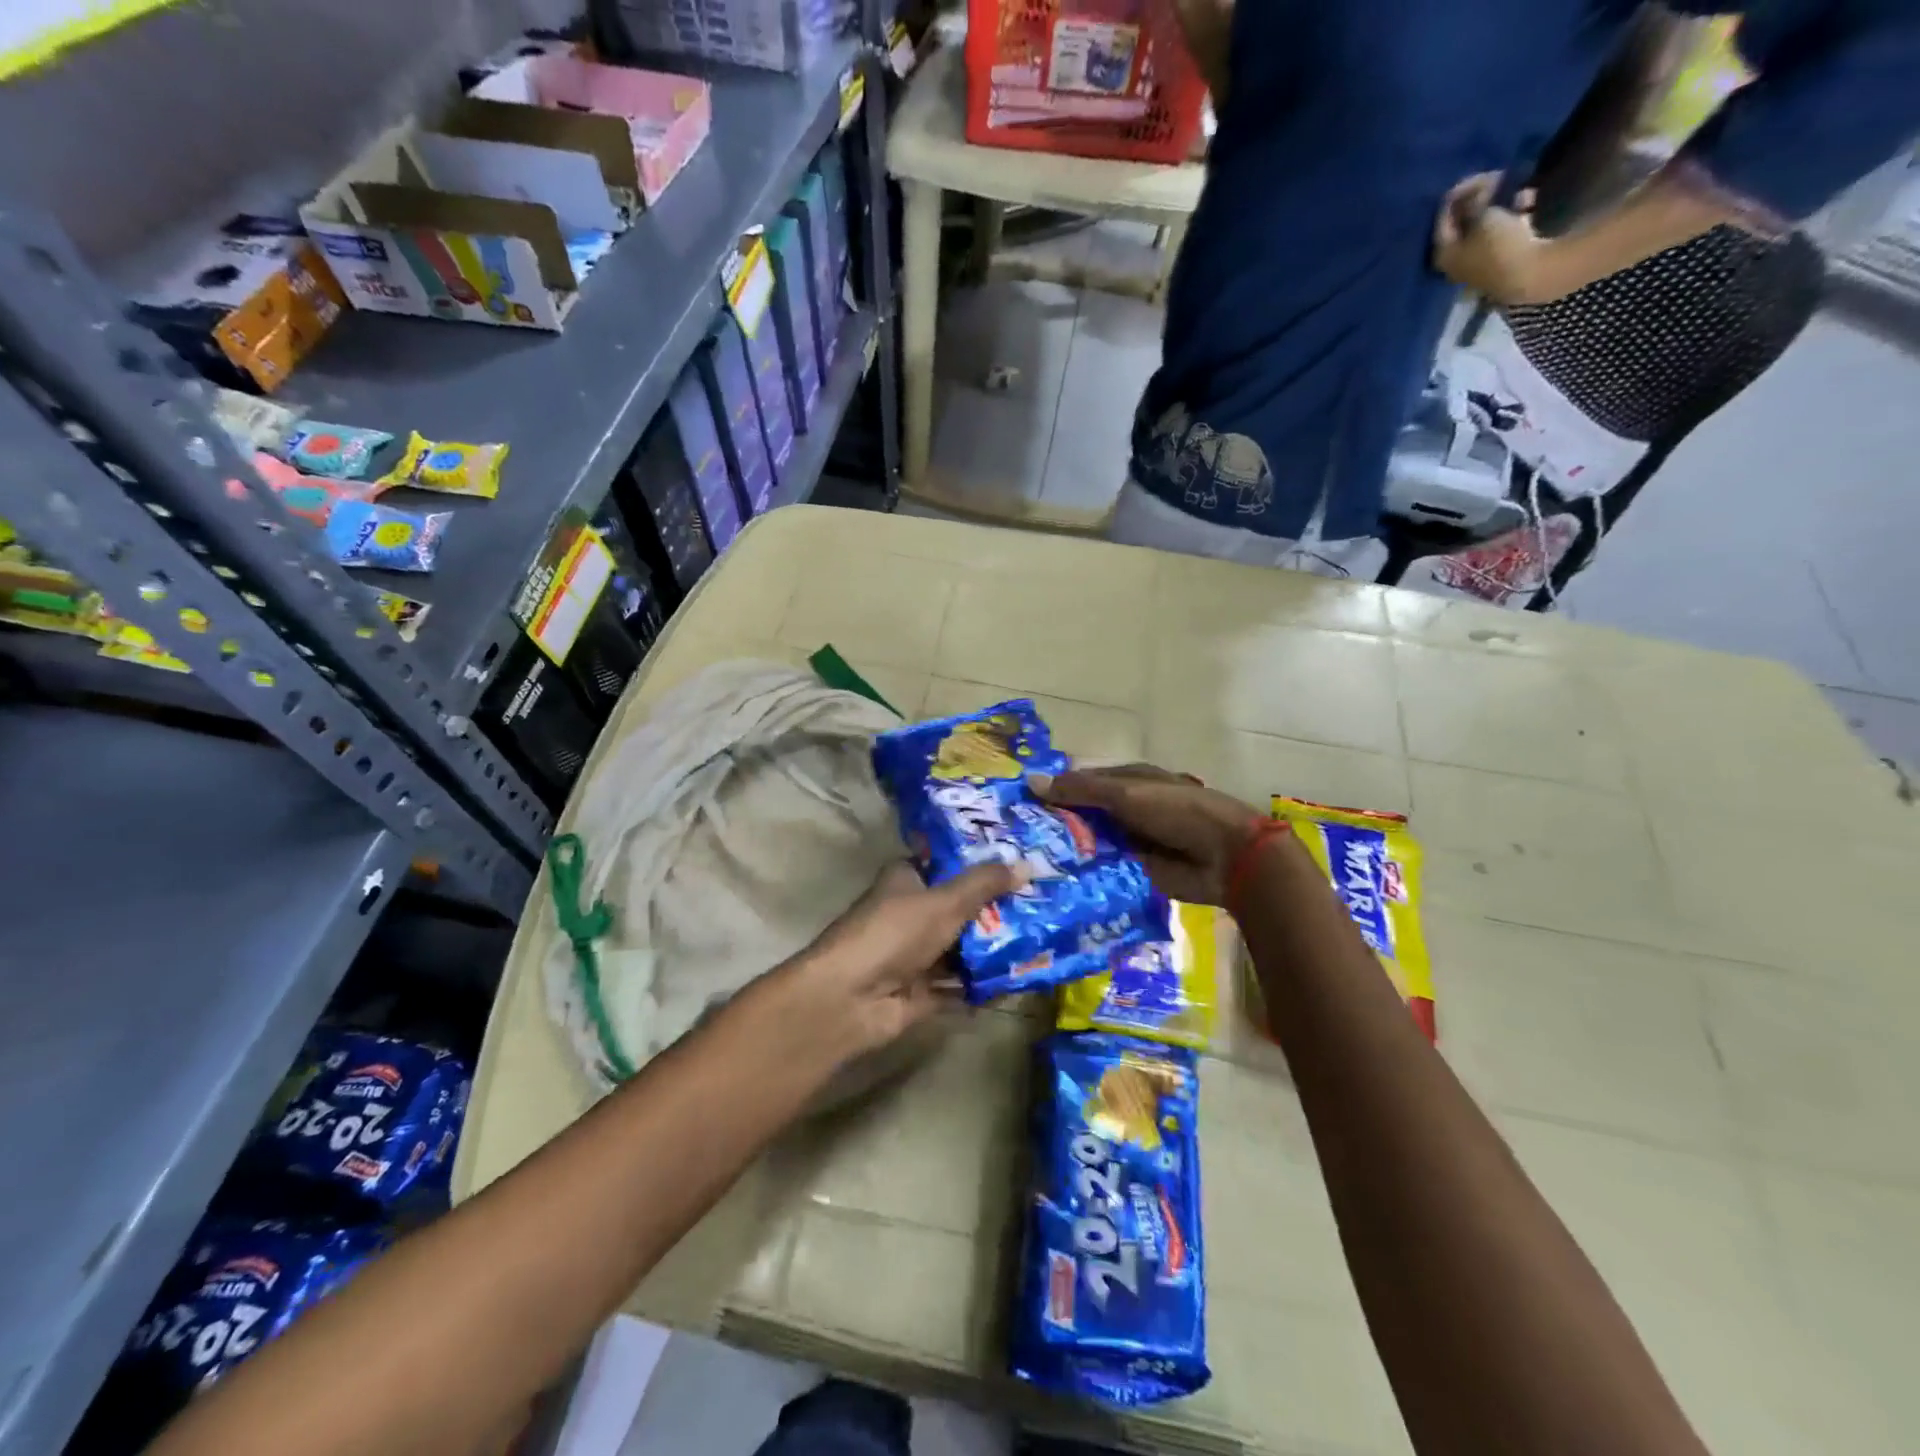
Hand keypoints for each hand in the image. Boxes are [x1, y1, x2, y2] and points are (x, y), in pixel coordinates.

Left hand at [778, 859, 1022, 1059]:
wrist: (851, 999)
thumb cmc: (894, 933)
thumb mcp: (945, 901)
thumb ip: (985, 884)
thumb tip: (1028, 863)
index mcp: (906, 880)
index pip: (946, 864)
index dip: (980, 862)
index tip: (1020, 862)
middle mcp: (909, 914)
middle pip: (958, 907)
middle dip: (996, 909)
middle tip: (1042, 903)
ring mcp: (914, 955)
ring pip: (961, 948)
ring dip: (993, 949)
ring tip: (1041, 941)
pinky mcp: (921, 992)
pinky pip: (960, 986)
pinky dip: (983, 985)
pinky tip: (1020, 981)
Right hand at [1031, 765, 1266, 906]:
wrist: (1226, 857)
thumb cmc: (1177, 811)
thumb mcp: (1126, 794)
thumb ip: (1080, 790)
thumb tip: (1031, 782)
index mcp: (1128, 781)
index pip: (1080, 783)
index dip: (1052, 791)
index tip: (1017, 805)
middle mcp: (1126, 810)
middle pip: (1083, 816)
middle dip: (1054, 825)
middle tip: (1011, 841)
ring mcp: (1131, 842)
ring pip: (1090, 845)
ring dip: (1066, 852)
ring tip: (1023, 865)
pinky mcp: (1134, 872)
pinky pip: (1103, 871)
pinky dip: (1083, 875)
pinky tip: (1051, 884)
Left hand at [1433, 173, 1561, 306]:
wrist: (1528, 274)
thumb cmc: (1498, 245)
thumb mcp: (1482, 216)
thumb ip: (1474, 201)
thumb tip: (1474, 192)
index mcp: (1442, 254)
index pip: (1442, 219)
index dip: (1458, 193)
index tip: (1478, 174)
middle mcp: (1454, 262)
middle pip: (1462, 223)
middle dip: (1478, 198)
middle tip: (1496, 177)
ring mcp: (1477, 263)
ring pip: (1484, 225)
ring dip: (1498, 204)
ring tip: (1514, 187)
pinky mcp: (1500, 261)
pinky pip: (1502, 231)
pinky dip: (1512, 214)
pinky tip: (1527, 200)